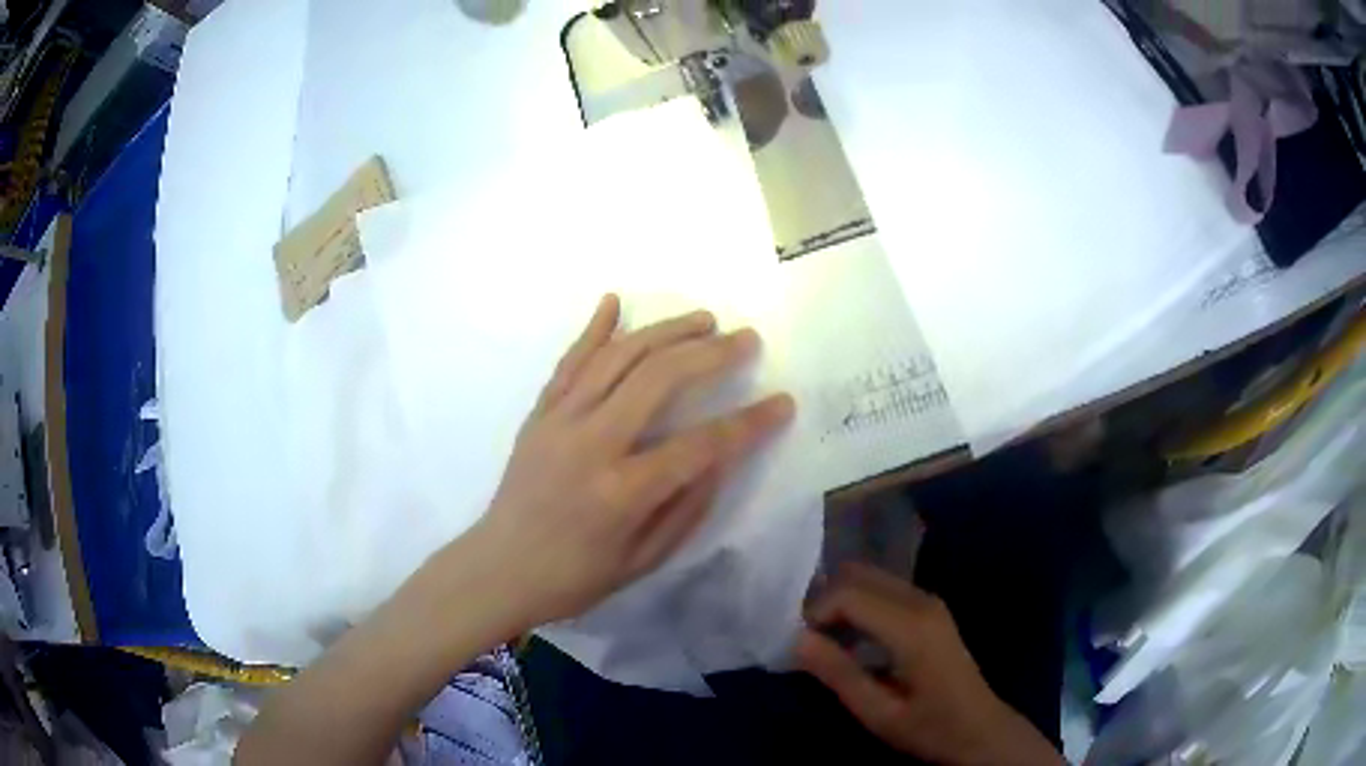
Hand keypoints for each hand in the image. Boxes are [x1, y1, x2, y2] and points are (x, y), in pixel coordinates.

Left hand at [466, 294, 793, 629]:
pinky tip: (614, 301)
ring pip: (618, 357)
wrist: (498, 568)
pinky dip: (594, 328)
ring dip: (664, 331)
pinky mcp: (539, 413)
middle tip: (745, 340)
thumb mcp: (642, 561)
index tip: (783, 402)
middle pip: (659, 379)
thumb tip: (720, 458)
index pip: (701, 445)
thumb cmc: (574, 578)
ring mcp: (559, 421)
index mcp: (622, 492)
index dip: (749, 423)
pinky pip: (570, 361)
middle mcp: (591, 443)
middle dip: (711, 354)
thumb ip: (686, 507)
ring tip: (703, 319)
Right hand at [796, 564, 1062, 765]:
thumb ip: (838, 673)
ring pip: (871, 577)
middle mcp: (921, 601)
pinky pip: (884, 589)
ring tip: (822, 638)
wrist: (980, 729)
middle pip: (859, 575)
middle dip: (825, 599)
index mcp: (911, 627)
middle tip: (804, 636)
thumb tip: (796, 639)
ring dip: (841, 600)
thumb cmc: (929, 727)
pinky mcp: (930, 609)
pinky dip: (859, 603)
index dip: (815, 611)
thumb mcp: (878, 712)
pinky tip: (850, 637)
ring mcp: (929, 601)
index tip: (797, 643)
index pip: (848, 593)